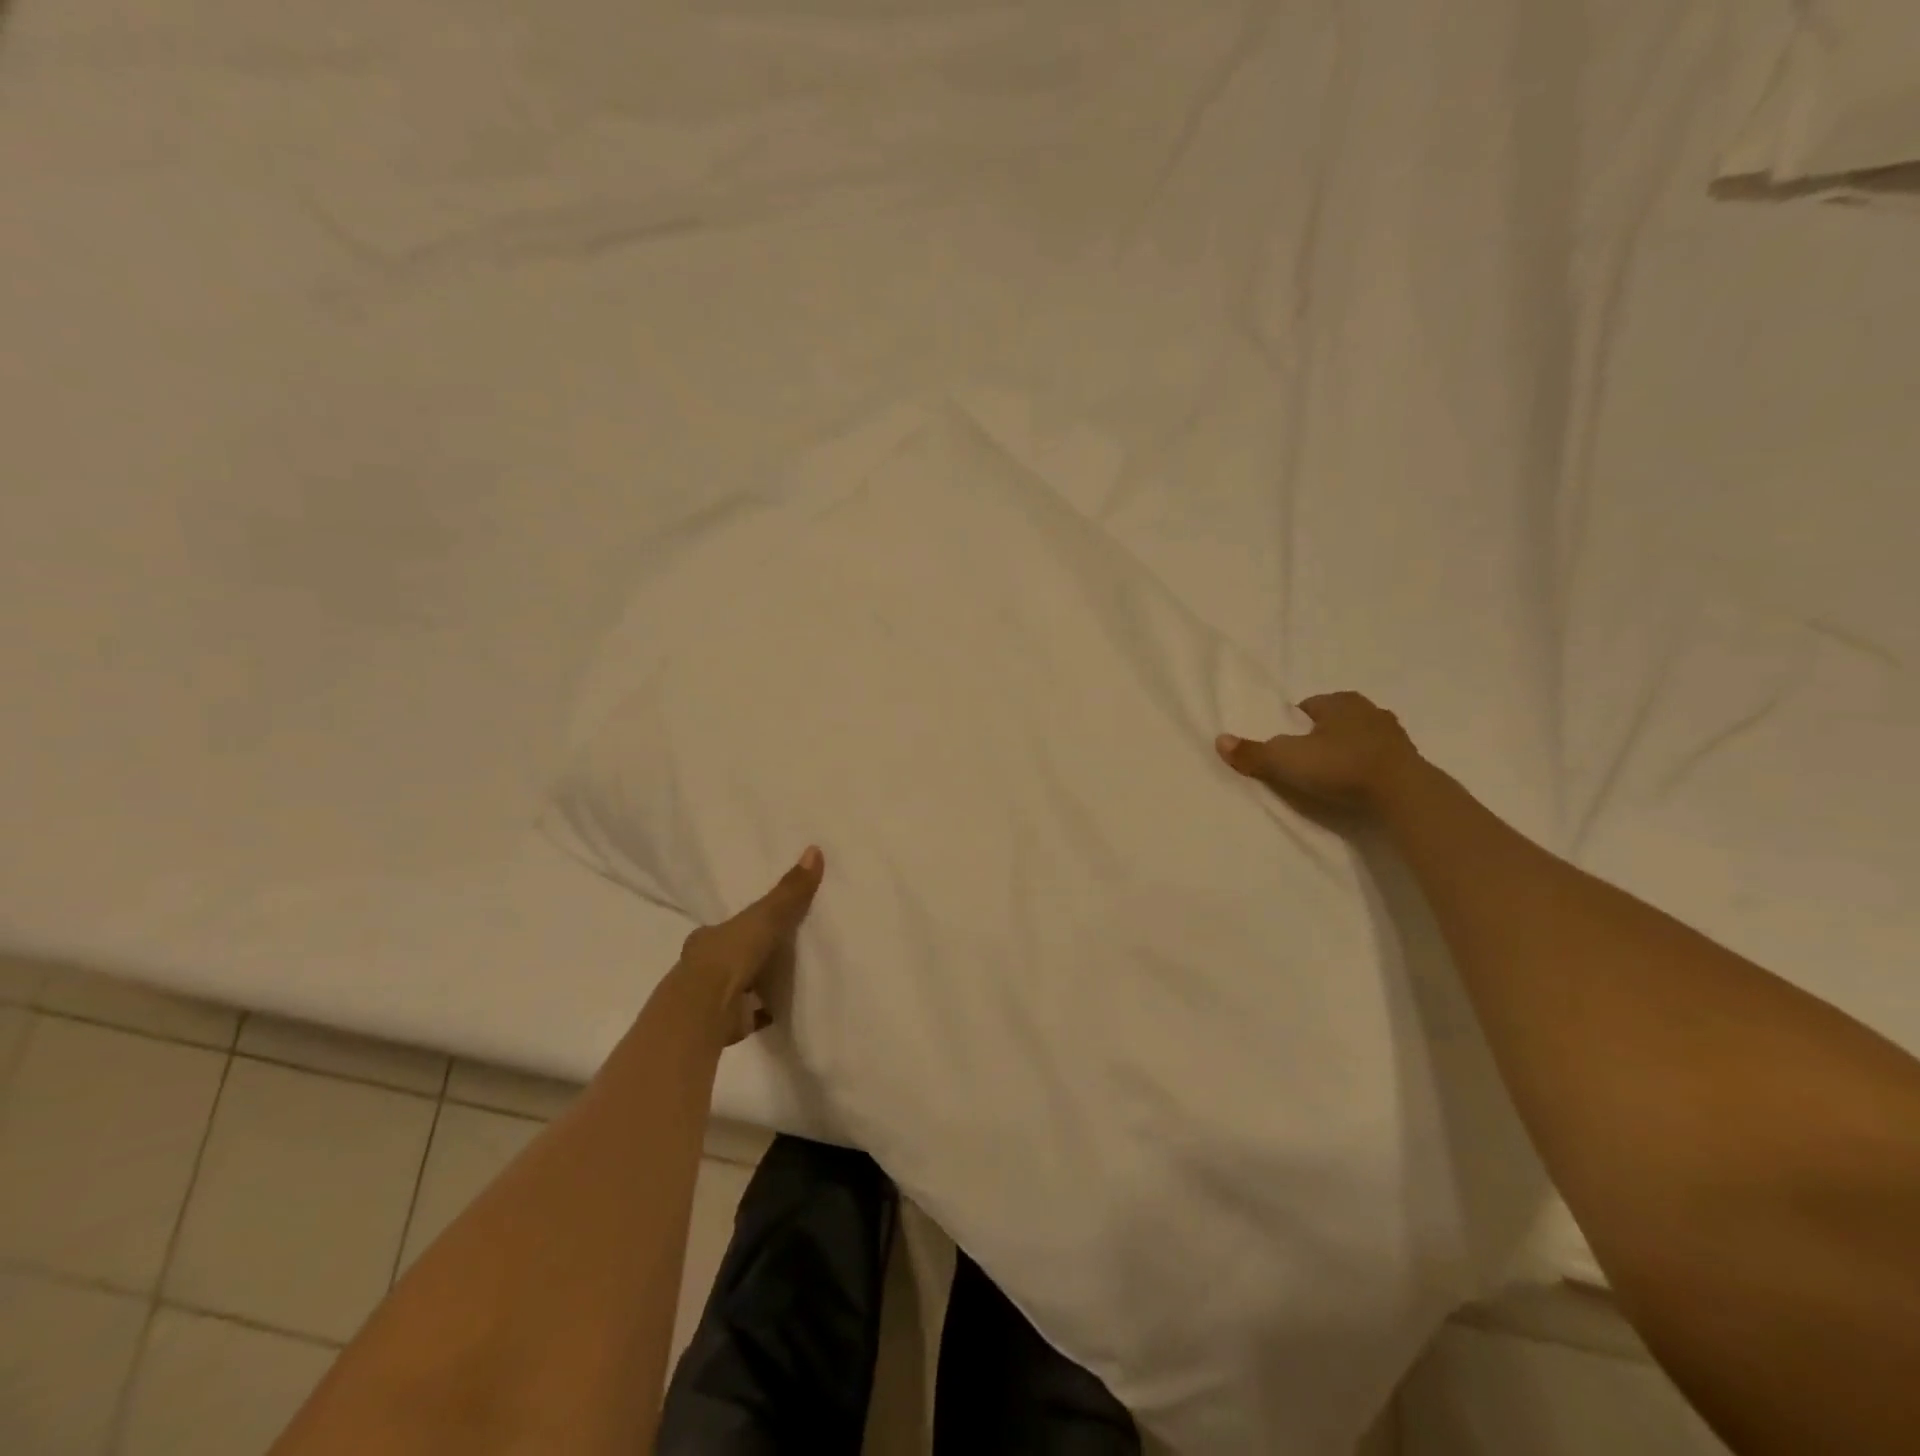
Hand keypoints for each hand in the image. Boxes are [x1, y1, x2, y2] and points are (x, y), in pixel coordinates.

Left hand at [670, 846, 825, 1045]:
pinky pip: (750, 1013)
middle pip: (732, 956)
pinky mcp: (726, 1024)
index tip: (764, 923)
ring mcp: (713, 998)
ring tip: (789, 977)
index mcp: (708, 938)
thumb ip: (790, 891)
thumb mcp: (765, 916)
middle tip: (781, 949)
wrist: (705, 1010)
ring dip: (757, 983)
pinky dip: (765, 1010)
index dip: (743, 925)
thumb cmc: (730, 955)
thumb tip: (815, 849)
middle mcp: (705, 966)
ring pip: (739, 986)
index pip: (727, 928)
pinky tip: (785, 1007)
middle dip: (750, 954)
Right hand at [1216, 691, 1421, 813]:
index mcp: (1340, 701)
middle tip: (1303, 759)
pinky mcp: (1409, 762)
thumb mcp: (1286, 760)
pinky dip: (1365, 768)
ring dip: (1346, 751)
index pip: (1309, 705)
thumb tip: (1219, 740)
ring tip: (1329, 775)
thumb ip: (1253, 753)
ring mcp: (1394, 736)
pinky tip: (1354, 786)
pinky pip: (1378, 760)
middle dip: (1321, 735)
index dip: (1293, 723)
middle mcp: (1370, 711)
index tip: (1284, 743)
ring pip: (1359, 738)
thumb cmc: (1340, 766)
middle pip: (1335, 720)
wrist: (1403, 795)